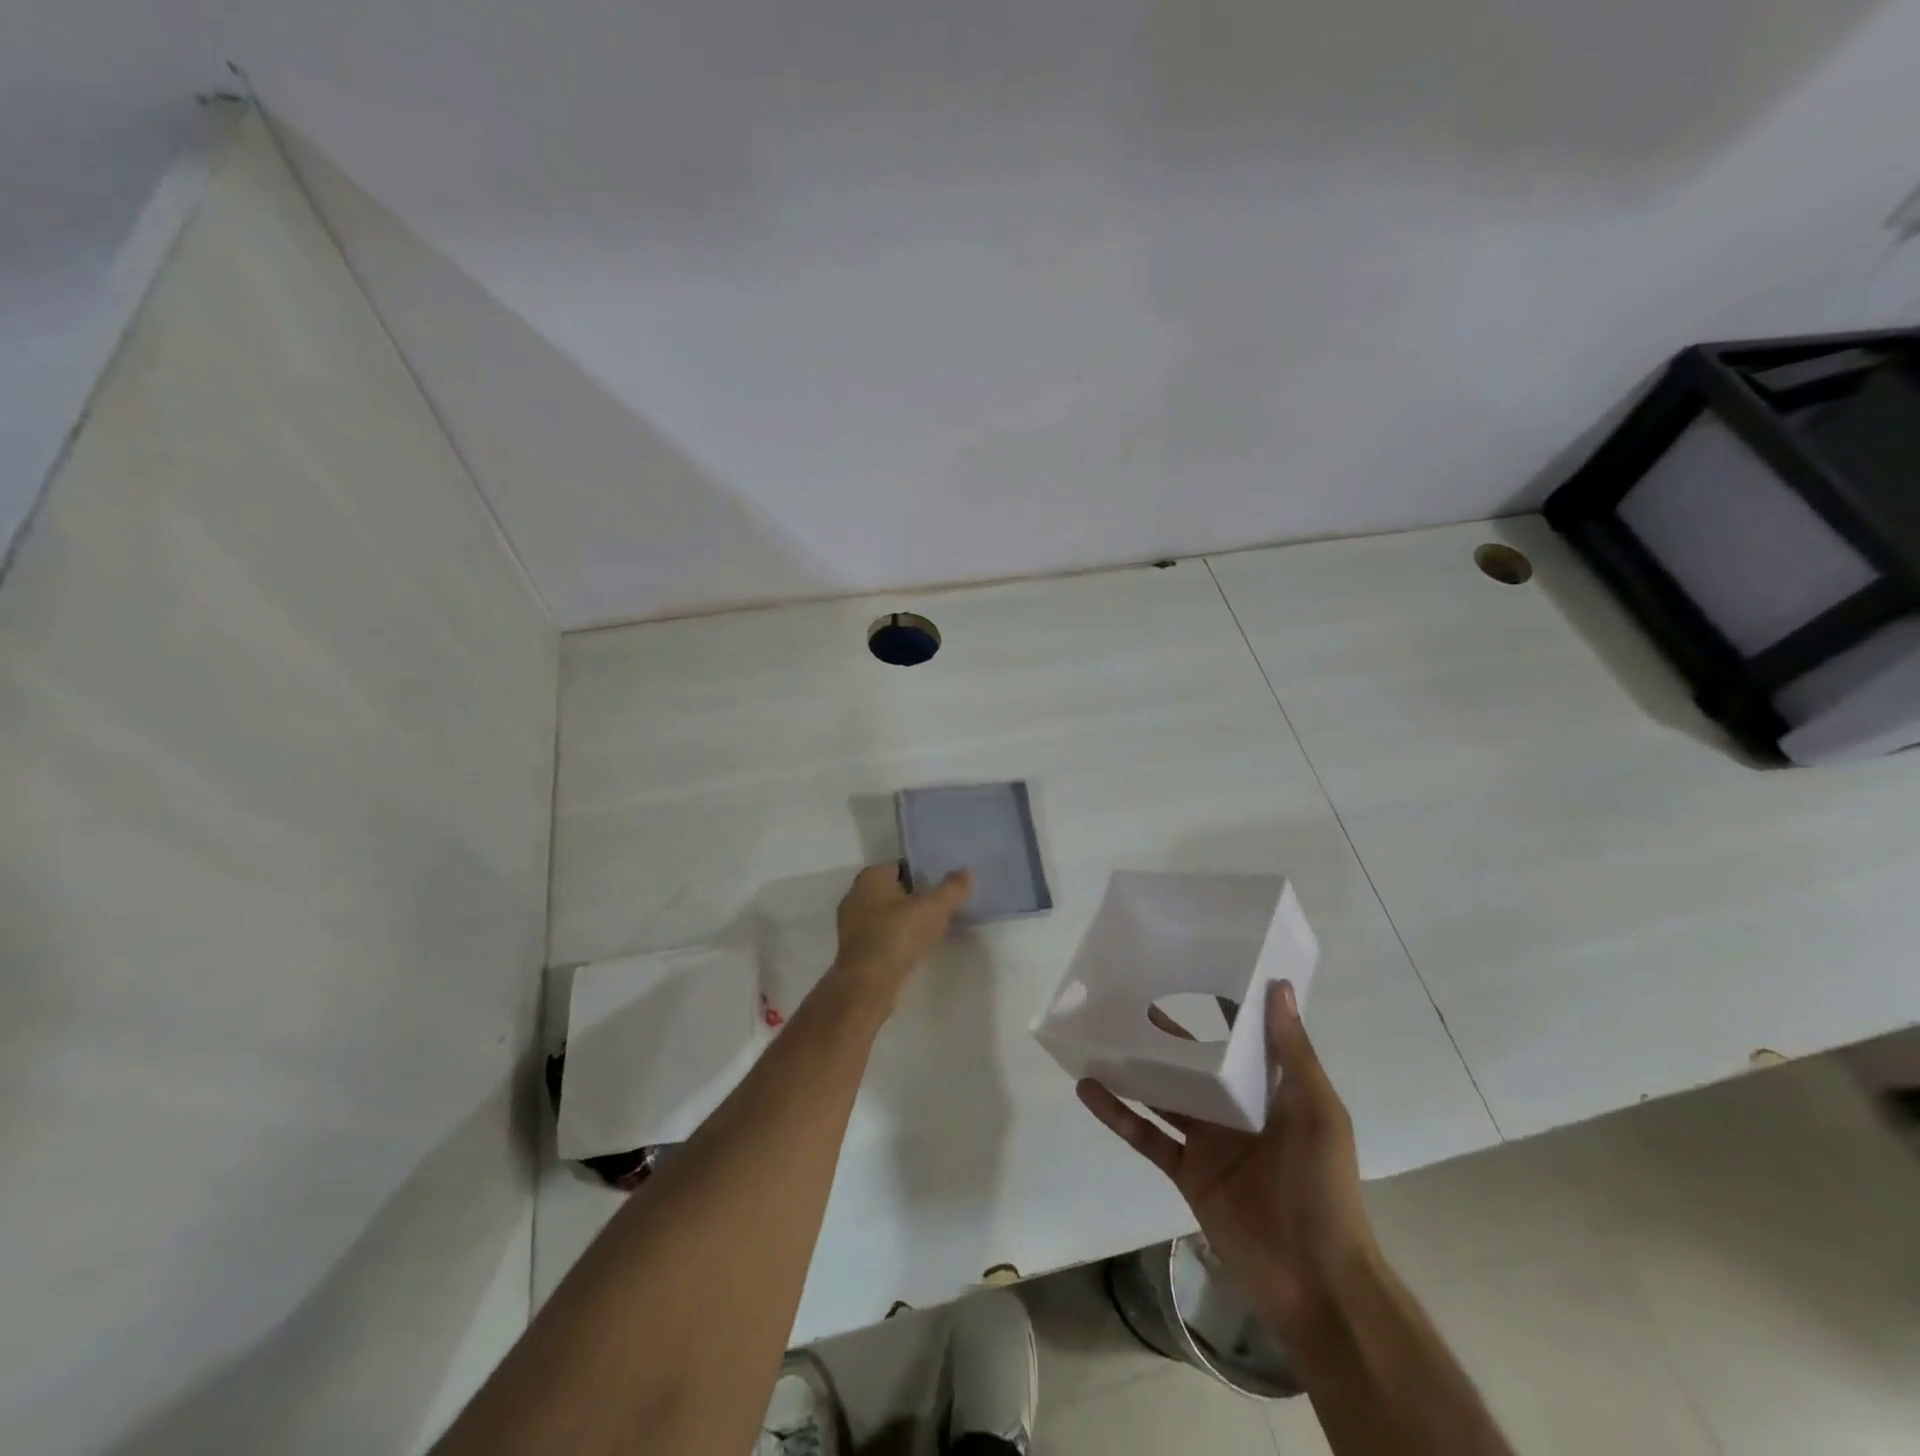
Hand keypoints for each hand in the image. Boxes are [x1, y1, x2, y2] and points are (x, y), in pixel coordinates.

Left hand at [827, 864, 972, 1012]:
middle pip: (893, 890)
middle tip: (940, 905)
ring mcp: (851, 923)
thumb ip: (952, 888)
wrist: (869, 982)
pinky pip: (881, 934)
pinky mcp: (854, 949)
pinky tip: (914, 947)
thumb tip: (967, 871)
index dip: (923, 873)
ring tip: (932, 927)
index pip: (901, 866)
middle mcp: (856, 894)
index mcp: (871, 876)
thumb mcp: (934, 907)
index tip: (942, 884)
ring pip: (885, 914)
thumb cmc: (899, 934)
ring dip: (905, 919)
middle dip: (915, 896)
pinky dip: (896, 937)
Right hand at [1077, 980, 1376, 1336]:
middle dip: (1164, 1034)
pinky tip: (1088, 1088)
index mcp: (1270, 1092)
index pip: (1241, 1039)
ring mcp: (1207, 1142)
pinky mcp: (1185, 1172)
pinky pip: (1145, 1135)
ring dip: (1133, 1068)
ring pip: (1163, 1094)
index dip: (1219, 1006)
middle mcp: (1235, 1110)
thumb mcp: (1317, 1113)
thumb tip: (1279, 985)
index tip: (1188, 969)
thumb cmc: (1322, 1187)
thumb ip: (1293, 1052)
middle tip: (1125, 998)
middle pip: (1192, 1062)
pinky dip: (1117, 1113)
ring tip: (1097, 1035)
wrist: (1316, 1282)